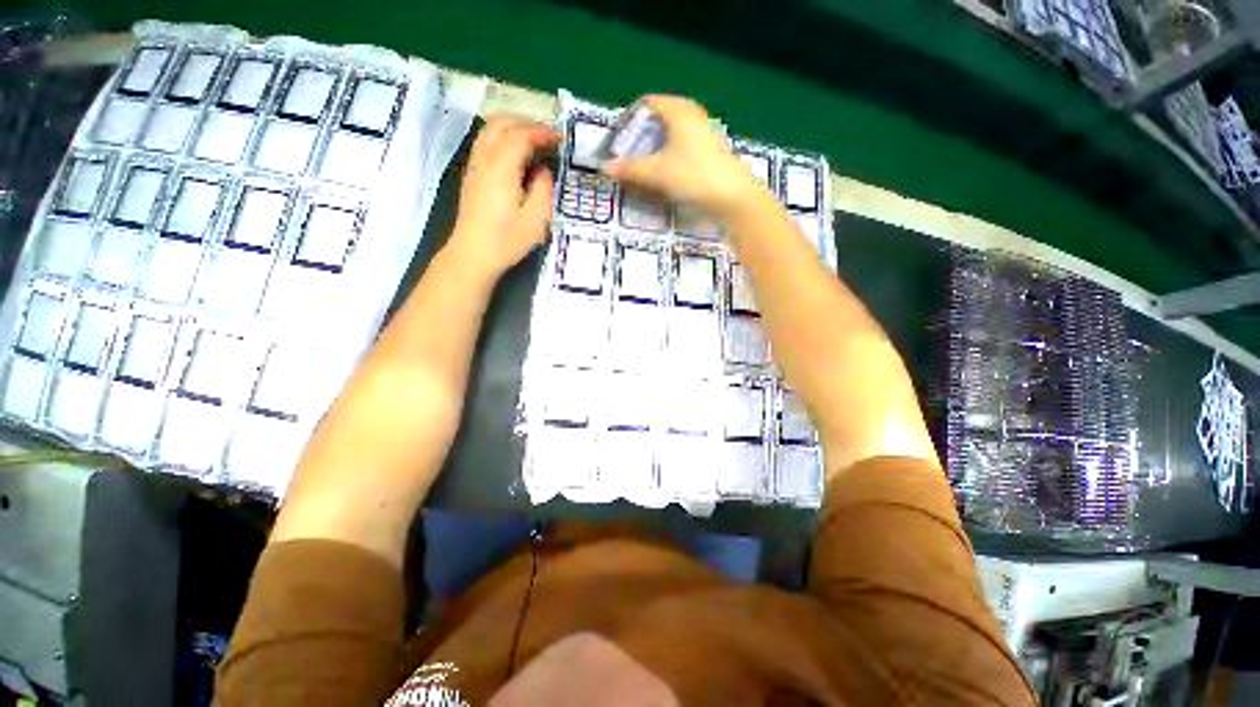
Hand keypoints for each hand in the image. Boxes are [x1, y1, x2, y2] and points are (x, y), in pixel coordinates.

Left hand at [448, 116, 559, 279]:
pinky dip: (502, 137)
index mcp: (501, 168)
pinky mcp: (472, 175)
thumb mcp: (536, 219)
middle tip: (548, 134)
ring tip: (533, 138)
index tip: (560, 139)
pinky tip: (515, 153)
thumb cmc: (507, 240)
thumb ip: (544, 189)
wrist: (473, 254)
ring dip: (512, 126)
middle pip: (501, 123)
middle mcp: (484, 160)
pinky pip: (485, 142)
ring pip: (489, 130)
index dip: (542, 133)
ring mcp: (475, 166)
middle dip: (526, 122)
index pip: (521, 136)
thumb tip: (544, 170)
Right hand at [603, 95, 759, 216]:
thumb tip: (605, 168)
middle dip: (641, 137)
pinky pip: (683, 146)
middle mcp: (692, 114)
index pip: (647, 103)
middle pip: (660, 118)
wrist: (732, 197)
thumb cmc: (692, 176)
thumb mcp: (656, 173)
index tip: (618, 140)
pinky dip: (670, 156)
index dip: (629, 120)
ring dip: (655, 149)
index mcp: (678, 110)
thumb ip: (630, 169)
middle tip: (628, 157)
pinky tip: (666, 175)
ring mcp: (705, 132)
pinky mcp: (711, 151)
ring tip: (644, 168)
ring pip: (672, 134)